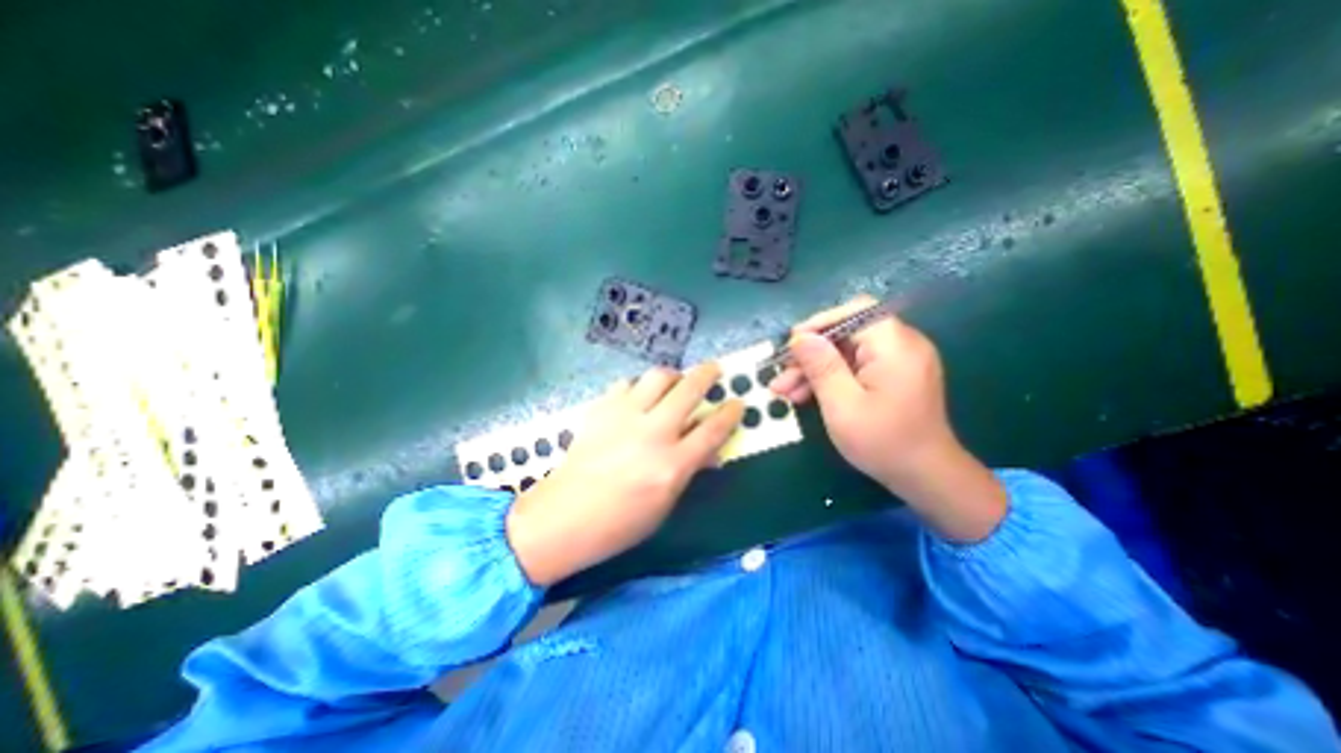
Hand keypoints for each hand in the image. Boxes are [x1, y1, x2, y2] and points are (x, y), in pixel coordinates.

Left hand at [502, 363, 743, 585]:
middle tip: (715, 369)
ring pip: (657, 376)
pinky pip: (627, 384)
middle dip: (708, 374)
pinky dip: (639, 387)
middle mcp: (652, 434)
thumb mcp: (665, 504)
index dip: (730, 413)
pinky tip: (639, 397)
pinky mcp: (602, 410)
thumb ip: (688, 470)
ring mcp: (624, 417)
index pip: (712, 430)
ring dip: (673, 375)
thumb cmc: (620, 523)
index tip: (737, 402)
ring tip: (676, 381)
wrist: (564, 516)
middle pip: (689, 390)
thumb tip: (708, 448)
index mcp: (672, 465)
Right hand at [764, 294, 1006, 540]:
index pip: (854, 312)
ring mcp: (899, 361)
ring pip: (846, 353)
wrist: (926, 478)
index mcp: (894, 345)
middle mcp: (901, 345)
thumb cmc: (883, 442)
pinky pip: (856, 367)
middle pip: (846, 334)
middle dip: (810, 355)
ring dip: (815, 369)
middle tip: (781, 378)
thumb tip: (800, 337)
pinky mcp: (893, 376)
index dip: (819, 324)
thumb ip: (821, 366)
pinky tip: (806, 395)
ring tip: (784, 392)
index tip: (791, 345)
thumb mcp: (842, 405)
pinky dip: (831, 378)